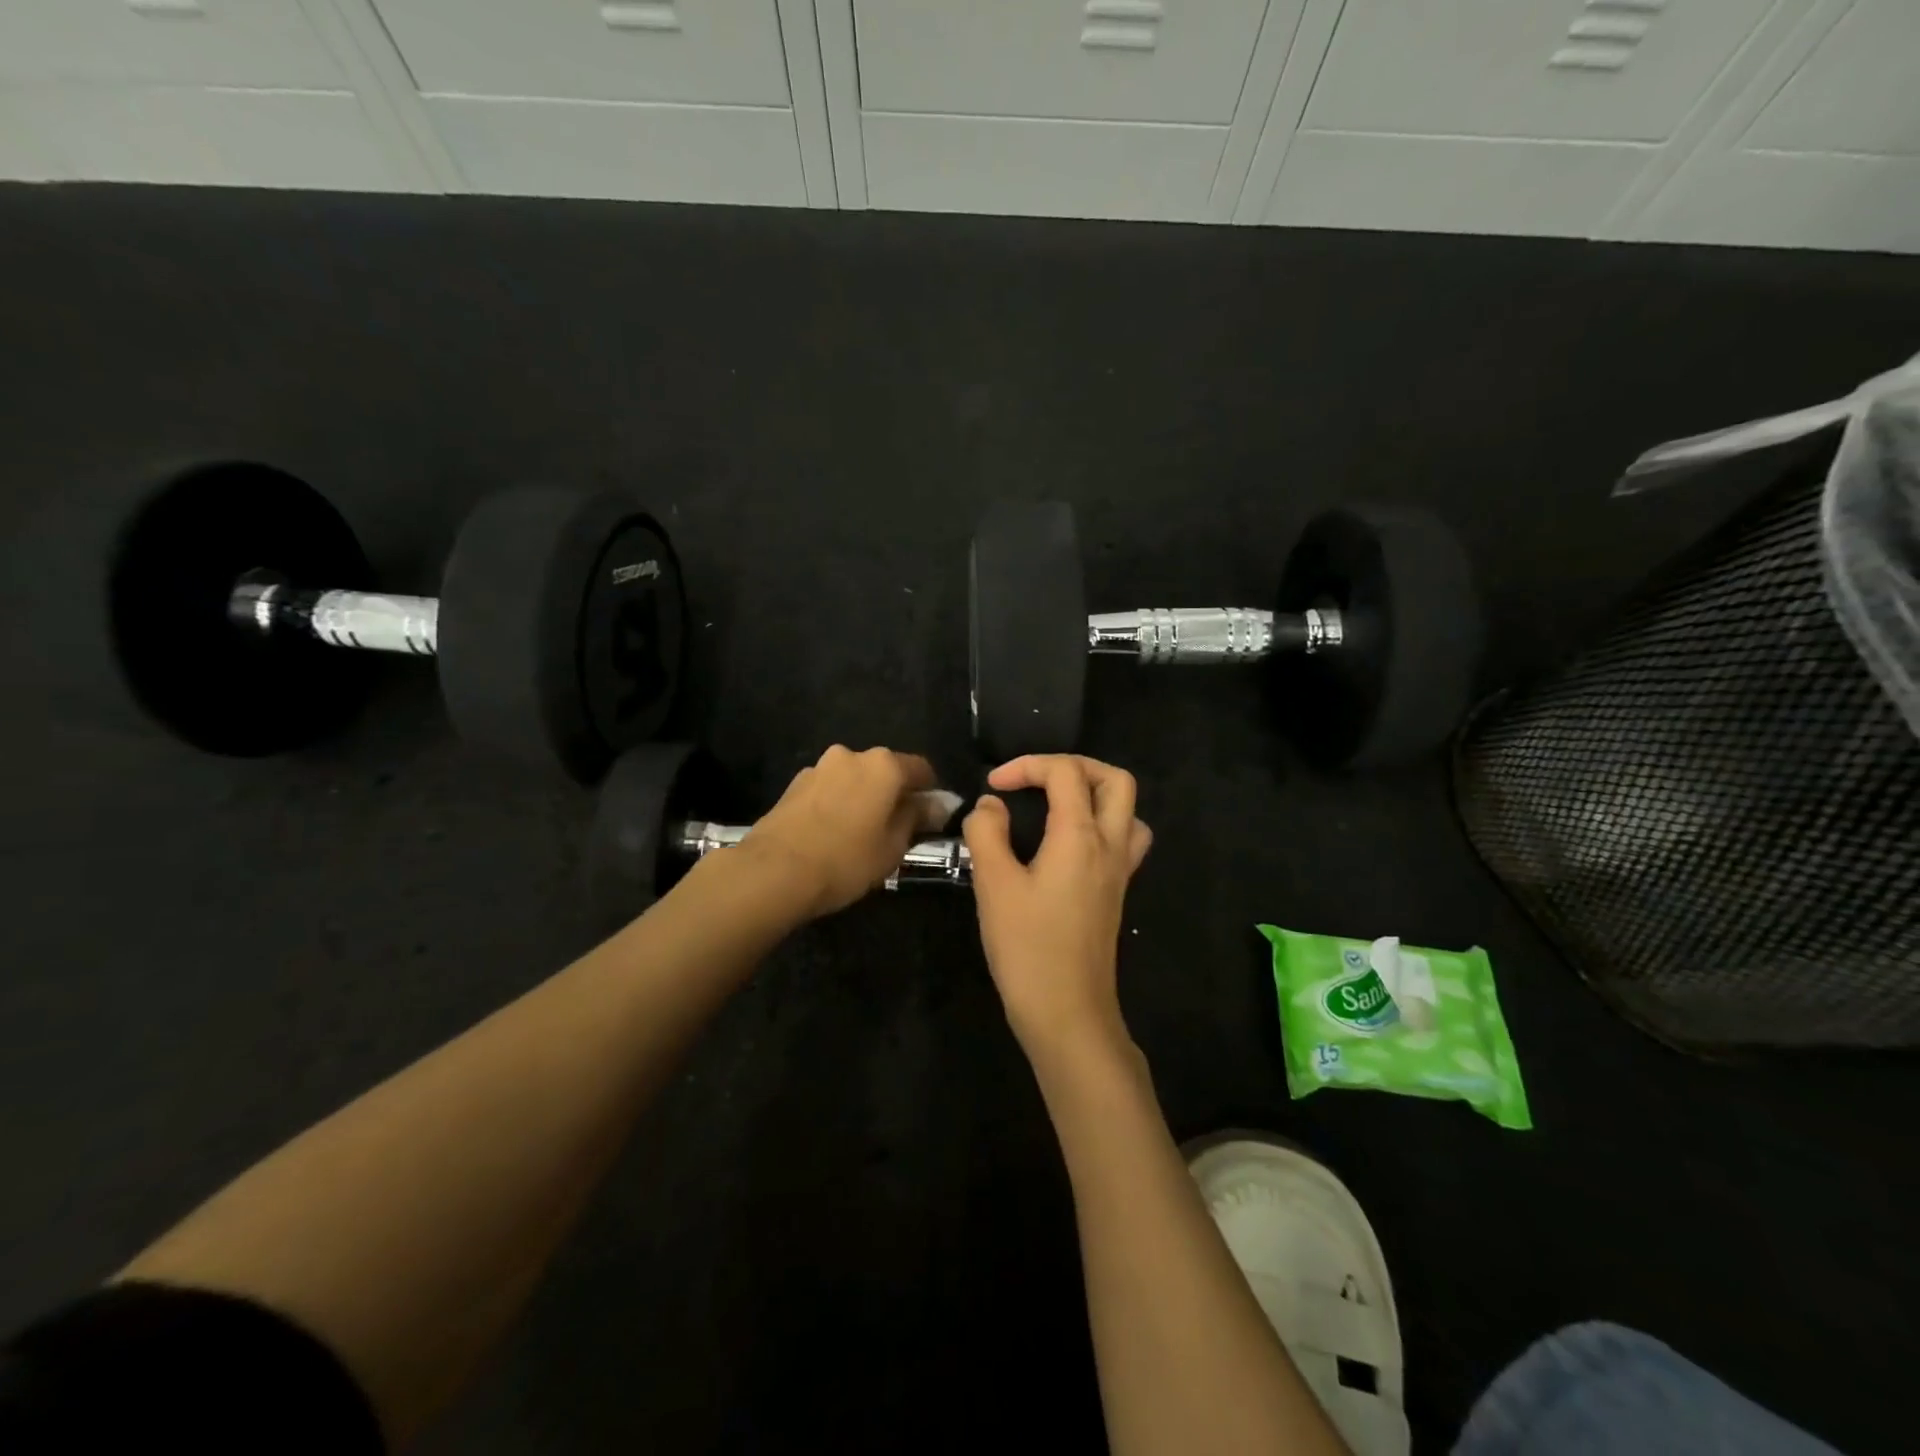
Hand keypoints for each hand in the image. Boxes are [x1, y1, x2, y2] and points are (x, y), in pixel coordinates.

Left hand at [745, 745, 941, 917]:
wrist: (774, 872)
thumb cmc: (846, 859)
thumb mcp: (894, 846)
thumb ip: (917, 818)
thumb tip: (935, 805)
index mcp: (884, 765)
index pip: (921, 769)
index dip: (931, 792)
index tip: (931, 818)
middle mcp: (852, 755)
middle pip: (885, 771)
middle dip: (893, 794)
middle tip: (896, 829)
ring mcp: (819, 767)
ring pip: (854, 779)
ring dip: (862, 798)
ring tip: (859, 834)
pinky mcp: (794, 785)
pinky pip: (829, 789)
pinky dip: (837, 804)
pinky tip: (832, 833)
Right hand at [963, 755, 1152, 1056]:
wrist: (1067, 1012)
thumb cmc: (1027, 947)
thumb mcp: (993, 885)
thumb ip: (987, 833)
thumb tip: (990, 804)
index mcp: (1081, 836)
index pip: (1065, 772)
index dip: (1027, 765)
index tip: (993, 786)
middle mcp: (1110, 845)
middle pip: (1115, 780)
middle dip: (1074, 766)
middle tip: (1036, 780)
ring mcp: (1120, 870)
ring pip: (1128, 810)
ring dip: (1095, 793)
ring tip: (1057, 804)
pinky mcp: (1116, 892)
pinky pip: (1125, 839)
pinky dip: (1101, 824)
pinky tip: (1069, 843)